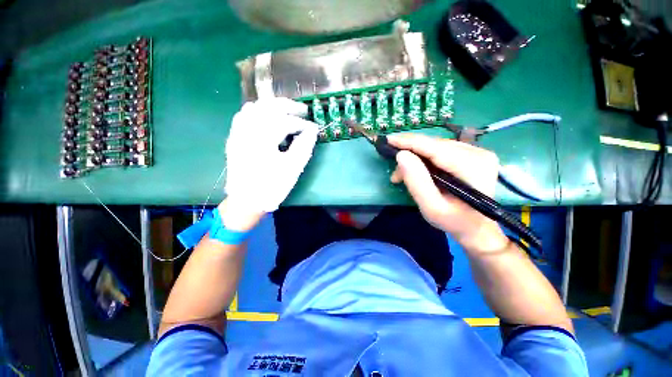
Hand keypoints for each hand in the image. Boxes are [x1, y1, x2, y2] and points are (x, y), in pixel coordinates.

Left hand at [224, 98, 318, 216]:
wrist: (246, 201)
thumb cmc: (271, 187)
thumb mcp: (292, 169)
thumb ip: (304, 147)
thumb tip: (312, 131)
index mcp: (262, 140)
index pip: (285, 122)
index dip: (302, 124)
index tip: (313, 128)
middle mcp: (247, 131)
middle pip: (268, 107)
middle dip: (288, 106)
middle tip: (303, 111)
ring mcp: (238, 133)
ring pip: (254, 108)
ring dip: (272, 107)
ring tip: (287, 112)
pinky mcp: (234, 138)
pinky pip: (243, 116)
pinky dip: (258, 112)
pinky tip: (267, 117)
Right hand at [388, 134, 508, 253]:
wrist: (477, 227)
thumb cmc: (454, 221)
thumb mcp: (431, 207)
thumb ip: (416, 181)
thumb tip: (401, 155)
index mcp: (472, 167)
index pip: (434, 147)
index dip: (408, 142)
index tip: (387, 140)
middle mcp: (478, 153)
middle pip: (433, 145)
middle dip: (409, 154)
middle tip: (395, 173)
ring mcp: (476, 152)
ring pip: (435, 146)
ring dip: (415, 158)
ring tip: (401, 175)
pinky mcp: (471, 154)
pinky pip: (440, 150)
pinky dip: (423, 158)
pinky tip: (416, 170)